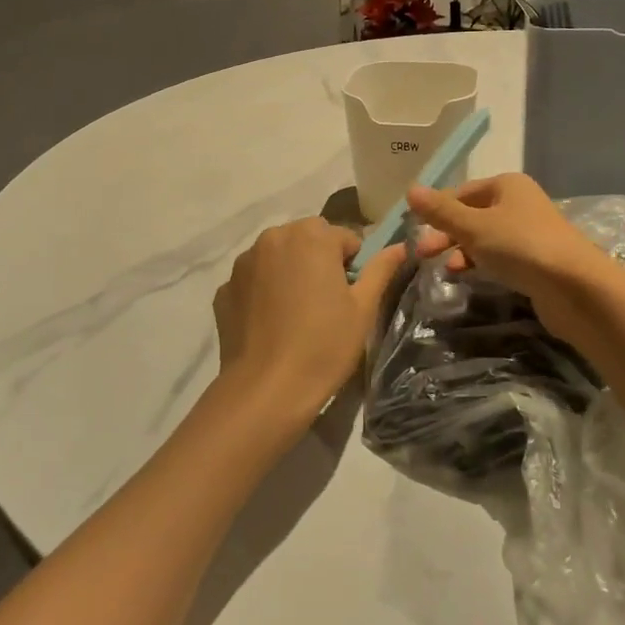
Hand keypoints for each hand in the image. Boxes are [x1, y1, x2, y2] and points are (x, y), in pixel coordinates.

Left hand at [211, 217, 403, 435]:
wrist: (266, 388)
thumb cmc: (324, 345)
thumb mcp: (363, 308)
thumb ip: (381, 269)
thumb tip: (400, 247)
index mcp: (311, 236)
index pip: (344, 238)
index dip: (353, 266)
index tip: (350, 297)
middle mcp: (273, 237)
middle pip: (308, 240)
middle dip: (319, 262)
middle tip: (326, 305)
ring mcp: (243, 262)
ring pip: (278, 257)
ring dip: (290, 273)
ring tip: (296, 315)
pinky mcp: (225, 288)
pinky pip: (254, 280)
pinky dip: (265, 292)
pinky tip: (272, 324)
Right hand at [406, 174, 608, 337]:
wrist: (575, 287)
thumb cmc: (521, 246)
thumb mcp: (474, 226)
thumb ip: (441, 211)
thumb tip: (410, 190)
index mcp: (507, 185)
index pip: (461, 192)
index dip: (437, 209)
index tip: (414, 230)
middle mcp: (519, 203)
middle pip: (472, 215)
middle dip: (446, 234)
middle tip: (422, 255)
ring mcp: (529, 233)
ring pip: (485, 238)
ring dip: (462, 251)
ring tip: (446, 271)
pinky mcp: (536, 261)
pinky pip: (500, 257)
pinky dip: (482, 263)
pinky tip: (469, 277)